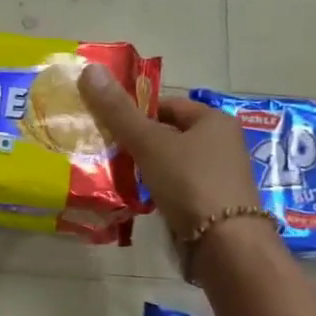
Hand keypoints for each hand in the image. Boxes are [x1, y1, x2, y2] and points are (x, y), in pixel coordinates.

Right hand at [78, 66, 265, 242]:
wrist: (225, 246)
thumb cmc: (190, 183)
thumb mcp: (150, 143)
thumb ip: (119, 111)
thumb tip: (90, 69)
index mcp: (214, 121)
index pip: (167, 105)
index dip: (136, 111)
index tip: (107, 123)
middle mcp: (221, 144)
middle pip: (168, 134)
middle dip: (137, 142)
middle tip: (103, 149)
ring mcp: (218, 177)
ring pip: (170, 164)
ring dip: (145, 169)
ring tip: (113, 174)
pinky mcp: (211, 206)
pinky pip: (176, 189)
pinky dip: (156, 191)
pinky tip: (135, 199)